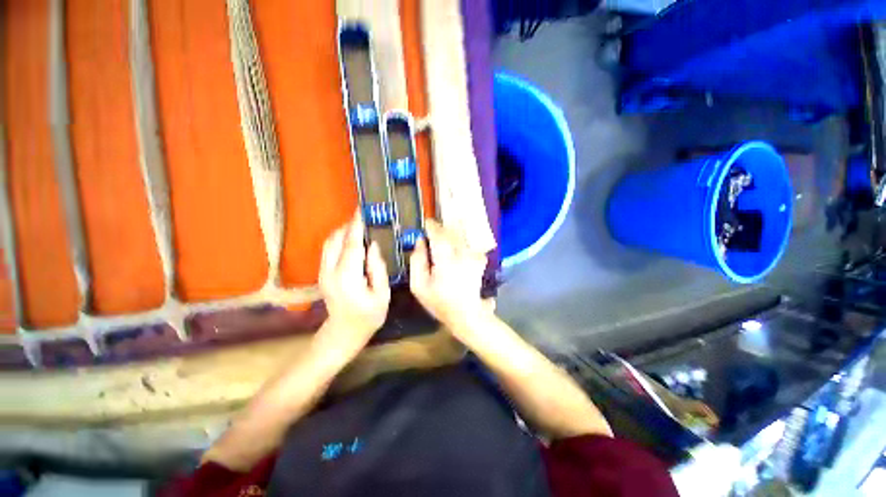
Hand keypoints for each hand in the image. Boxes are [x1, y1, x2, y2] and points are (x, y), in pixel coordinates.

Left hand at [318, 212, 390, 353]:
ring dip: (343, 231)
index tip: (363, 210)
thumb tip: (373, 245)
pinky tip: (351, 240)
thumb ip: (378, 268)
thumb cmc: (368, 316)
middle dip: (349, 226)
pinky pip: (328, 250)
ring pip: (329, 243)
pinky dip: (339, 240)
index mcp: (348, 277)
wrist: (344, 332)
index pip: (351, 244)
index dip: (357, 226)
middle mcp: (331, 271)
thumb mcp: (382, 294)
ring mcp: (323, 272)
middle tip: (365, 218)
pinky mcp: (322, 274)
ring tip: (359, 226)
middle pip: (336, 239)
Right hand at [409, 220, 488, 334]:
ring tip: (445, 233)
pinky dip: (464, 240)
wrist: (466, 314)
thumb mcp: (419, 286)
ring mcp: (473, 256)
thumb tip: (419, 241)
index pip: (438, 234)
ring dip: (453, 231)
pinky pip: (470, 243)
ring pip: (462, 235)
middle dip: (442, 227)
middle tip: (434, 228)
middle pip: (451, 231)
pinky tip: (458, 244)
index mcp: (444, 260)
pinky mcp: (479, 259)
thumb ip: (417, 261)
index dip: (431, 226)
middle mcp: (461, 254)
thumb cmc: (439, 302)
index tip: (426, 222)